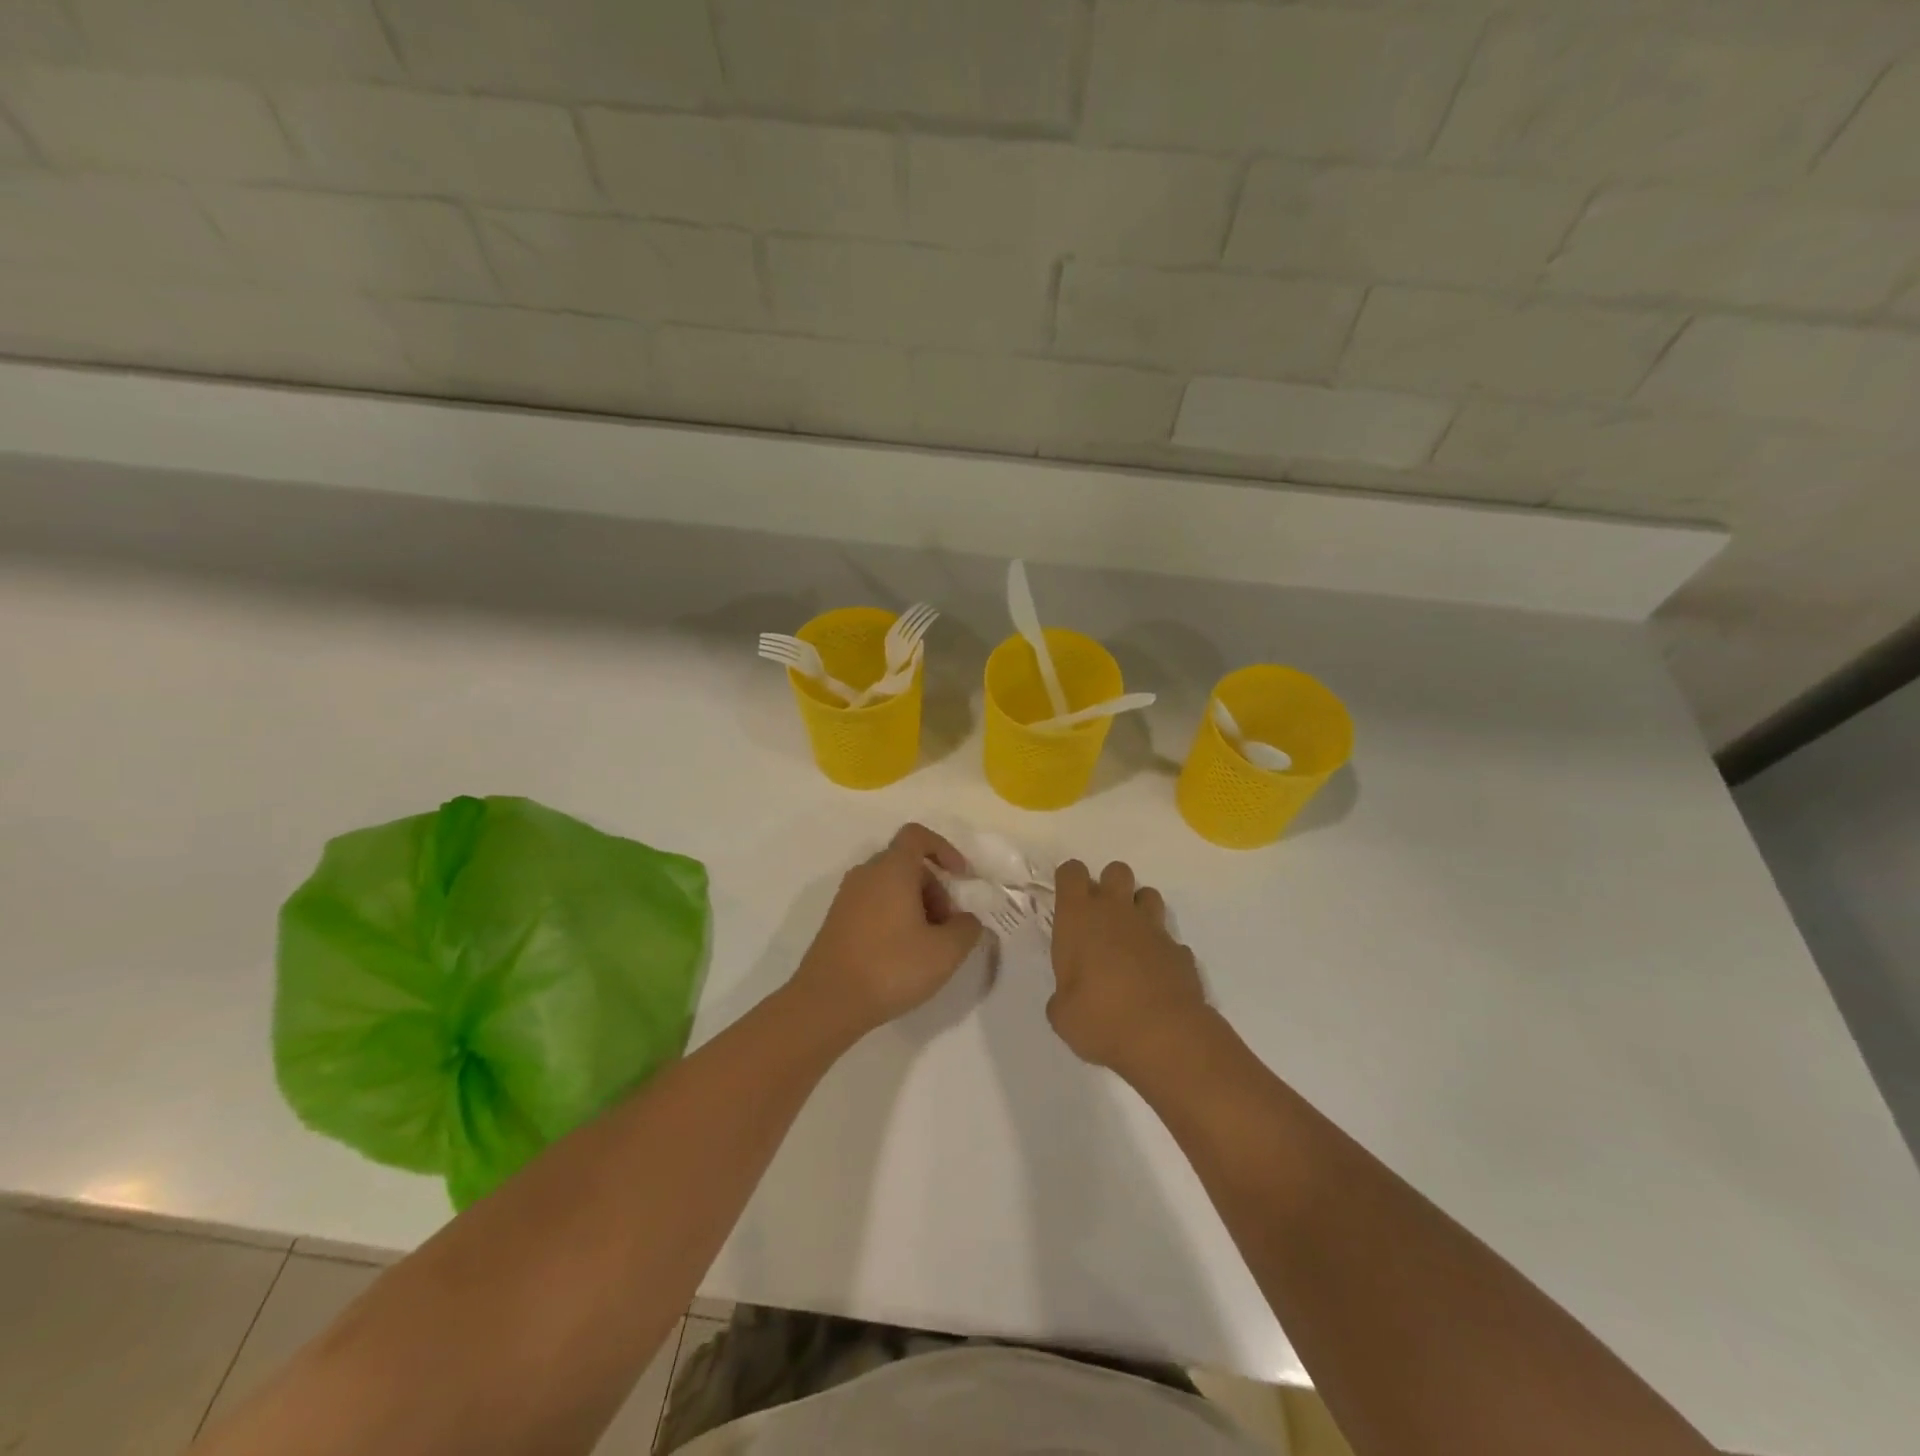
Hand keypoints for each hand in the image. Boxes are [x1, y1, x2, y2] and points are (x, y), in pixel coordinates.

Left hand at [793, 823, 983, 1038]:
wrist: (827, 1002)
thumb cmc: (891, 967)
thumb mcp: (945, 952)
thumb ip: (967, 928)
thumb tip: (966, 920)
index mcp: (892, 868)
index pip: (917, 836)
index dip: (945, 849)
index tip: (961, 877)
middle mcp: (866, 873)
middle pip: (907, 865)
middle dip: (935, 889)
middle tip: (947, 927)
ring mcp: (847, 897)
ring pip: (891, 886)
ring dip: (916, 906)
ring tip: (927, 946)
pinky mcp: (837, 920)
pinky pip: (874, 904)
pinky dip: (894, 918)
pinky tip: (902, 955)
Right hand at [1047, 860, 1210, 1081]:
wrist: (1165, 1036)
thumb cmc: (1100, 1018)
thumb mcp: (1063, 1014)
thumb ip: (1063, 997)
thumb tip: (1068, 1000)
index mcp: (1079, 918)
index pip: (1072, 872)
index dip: (1069, 880)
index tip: (1068, 902)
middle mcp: (1116, 912)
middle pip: (1116, 870)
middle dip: (1109, 886)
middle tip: (1100, 919)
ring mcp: (1153, 929)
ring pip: (1148, 894)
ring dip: (1138, 909)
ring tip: (1129, 940)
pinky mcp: (1180, 951)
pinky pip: (1169, 939)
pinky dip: (1161, 950)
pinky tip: (1154, 974)